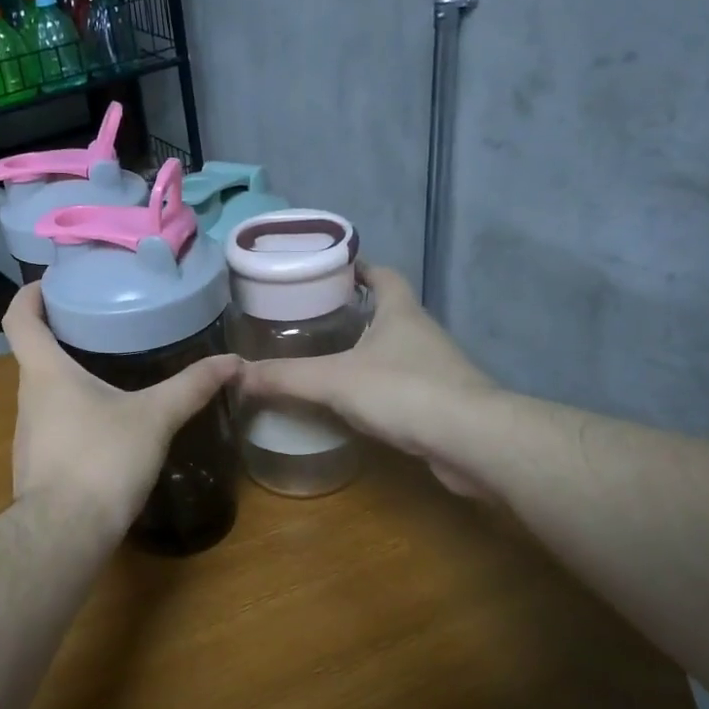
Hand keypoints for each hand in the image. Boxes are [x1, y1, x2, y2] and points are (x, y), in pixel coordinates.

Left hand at [1, 284, 239, 536]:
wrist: (65, 533)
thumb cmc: (102, 459)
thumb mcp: (155, 418)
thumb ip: (192, 387)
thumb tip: (234, 361)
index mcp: (45, 373)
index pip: (19, 319)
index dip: (30, 295)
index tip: (53, 284)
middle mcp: (27, 399)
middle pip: (33, 355)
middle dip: (61, 337)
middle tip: (100, 324)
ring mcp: (27, 436)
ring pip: (44, 394)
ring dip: (68, 379)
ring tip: (107, 371)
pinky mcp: (36, 466)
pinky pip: (52, 426)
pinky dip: (73, 415)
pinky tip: (104, 426)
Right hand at [235, 265, 499, 497]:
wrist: (472, 441)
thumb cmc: (404, 392)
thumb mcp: (334, 380)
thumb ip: (285, 377)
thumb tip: (235, 374)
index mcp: (400, 311)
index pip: (381, 274)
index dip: (357, 267)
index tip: (327, 270)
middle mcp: (421, 332)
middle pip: (386, 310)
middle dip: (353, 311)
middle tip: (311, 318)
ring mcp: (435, 368)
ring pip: (393, 349)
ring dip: (365, 350)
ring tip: (324, 358)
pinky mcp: (439, 402)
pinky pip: (400, 384)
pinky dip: (376, 386)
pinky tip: (352, 402)